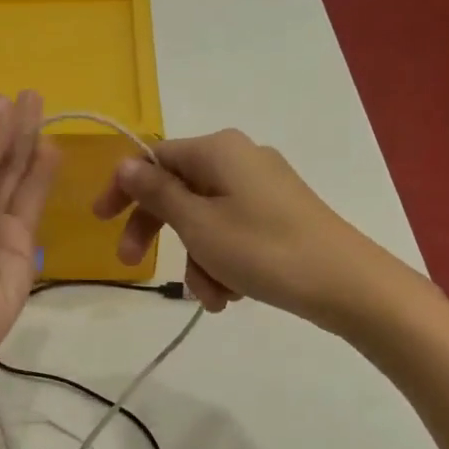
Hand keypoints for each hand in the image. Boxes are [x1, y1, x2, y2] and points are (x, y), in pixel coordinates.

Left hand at [0, 91, 59, 359]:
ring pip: (16, 187)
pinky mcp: (23, 253)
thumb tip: (2, 102)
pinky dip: (41, 181)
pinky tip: (52, 151)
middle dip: (15, 135)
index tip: (11, 99)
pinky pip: (31, 211)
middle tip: (36, 98)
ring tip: (47, 115)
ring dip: (31, 153)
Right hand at [94, 129, 415, 330]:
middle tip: (132, 266)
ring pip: (204, 219)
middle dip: (158, 233)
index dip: (123, 188)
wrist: (347, 284)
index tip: (101, 221)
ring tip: (212, 298)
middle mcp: (239, 159)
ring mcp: (262, 187)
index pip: (153, 157)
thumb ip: (157, 192)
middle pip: (177, 190)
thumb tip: (126, 163)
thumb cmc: (263, 249)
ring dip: (196, 260)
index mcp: (218, 150)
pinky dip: (223, 262)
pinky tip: (233, 295)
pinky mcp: (279, 214)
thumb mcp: (198, 224)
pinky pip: (232, 232)